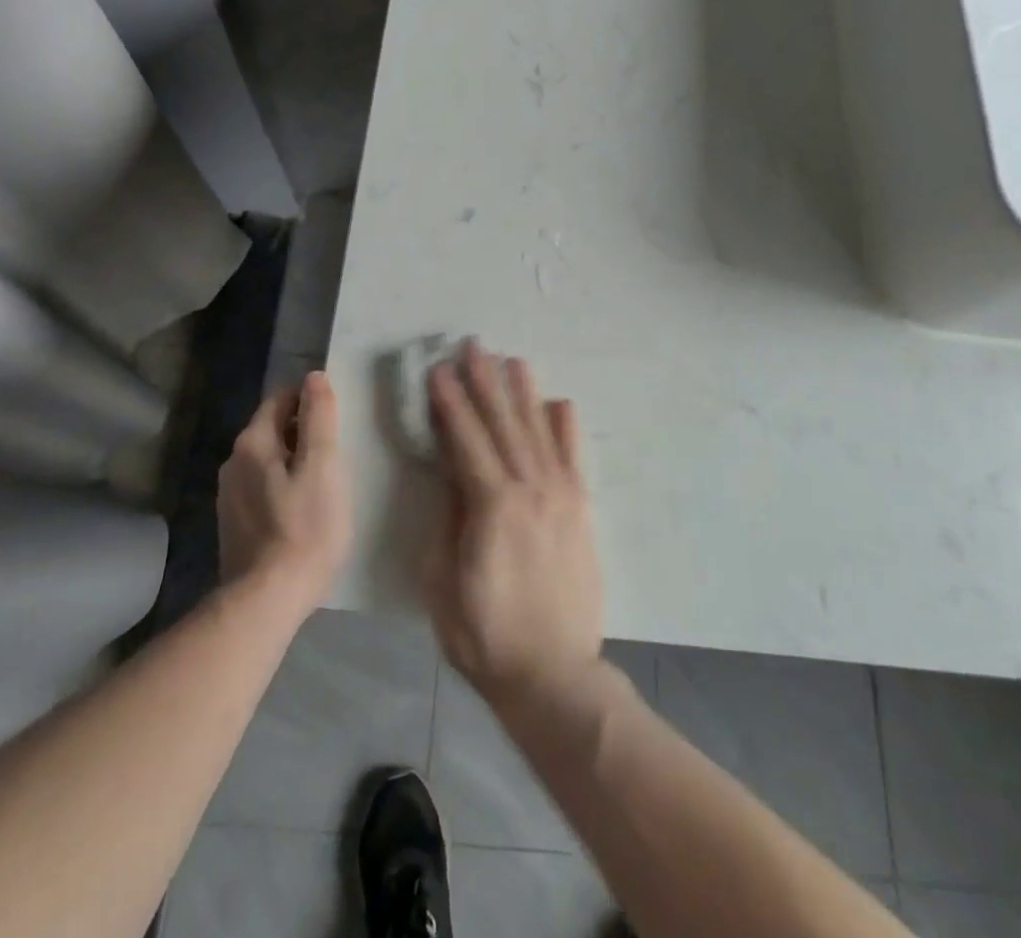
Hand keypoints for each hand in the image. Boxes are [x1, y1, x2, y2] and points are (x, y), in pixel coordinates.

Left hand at [218, 371, 351, 615]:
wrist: (265, 601)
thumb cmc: (304, 528)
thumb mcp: (323, 467)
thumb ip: (319, 418)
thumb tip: (314, 377)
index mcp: (253, 442)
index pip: (282, 398)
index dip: (312, 403)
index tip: (338, 424)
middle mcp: (233, 461)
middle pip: (274, 429)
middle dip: (304, 433)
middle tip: (337, 456)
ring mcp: (229, 495)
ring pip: (268, 460)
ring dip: (294, 463)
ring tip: (324, 485)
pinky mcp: (233, 523)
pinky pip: (262, 488)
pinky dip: (283, 488)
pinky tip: (302, 512)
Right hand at [423, 342, 603, 711]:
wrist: (553, 673)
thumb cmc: (484, 634)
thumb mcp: (442, 582)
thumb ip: (447, 519)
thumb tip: (451, 473)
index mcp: (492, 505)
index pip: (466, 440)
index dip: (450, 403)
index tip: (438, 370)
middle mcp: (530, 489)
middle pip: (503, 424)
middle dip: (485, 382)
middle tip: (473, 346)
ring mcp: (561, 496)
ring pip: (538, 432)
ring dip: (523, 394)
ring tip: (512, 360)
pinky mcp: (582, 510)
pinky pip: (573, 458)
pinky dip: (565, 428)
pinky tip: (559, 402)